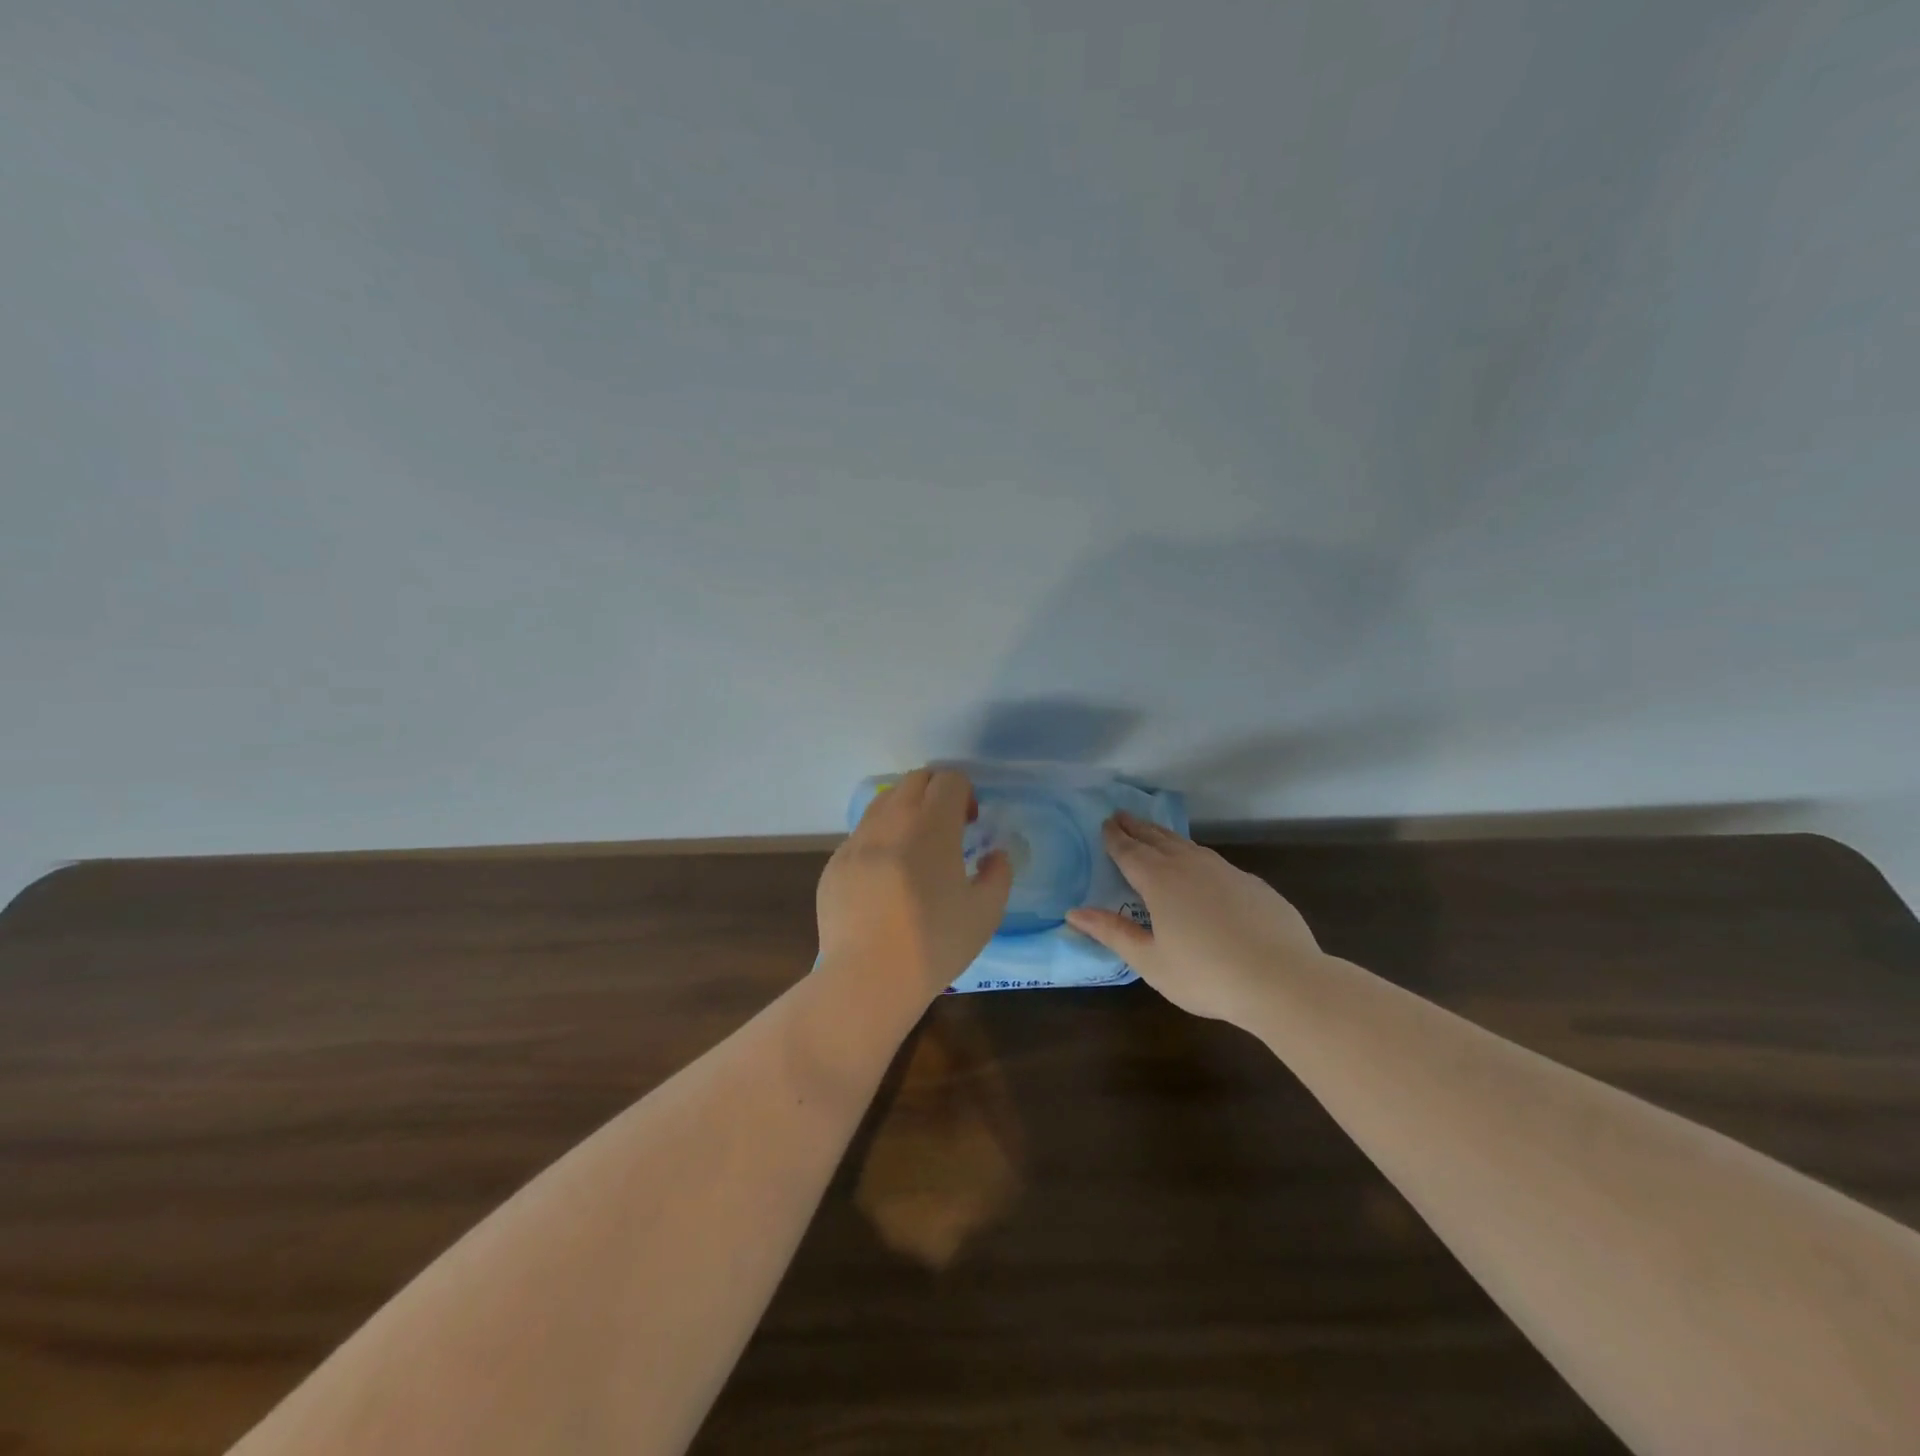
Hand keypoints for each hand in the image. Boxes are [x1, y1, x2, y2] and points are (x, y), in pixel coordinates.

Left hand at [816, 767, 1013, 1002]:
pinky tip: (886, 881)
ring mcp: (857, 841)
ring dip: (905, 812)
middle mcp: (891, 821)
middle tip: (947, 829)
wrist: (868, 979)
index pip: (949, 779)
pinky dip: (879, 842)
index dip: (965, 793)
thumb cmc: (935, 944)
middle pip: (914, 780)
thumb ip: (998, 875)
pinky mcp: (834, 864)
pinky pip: (861, 836)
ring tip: (915, 850)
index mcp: (932, 826)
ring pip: (883, 803)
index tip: (970, 823)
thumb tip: (994, 856)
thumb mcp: (986, 913)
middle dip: (935, 793)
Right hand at [1067, 812, 1322, 1023]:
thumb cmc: (1207, 975)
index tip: (1105, 823)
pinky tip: (1199, 867)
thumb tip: (1074, 912)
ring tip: (1154, 832)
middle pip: (1157, 839)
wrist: (1283, 980)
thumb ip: (1113, 932)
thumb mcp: (1150, 960)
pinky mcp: (1252, 884)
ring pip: (1187, 846)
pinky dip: (1195, 856)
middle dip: (1137, 827)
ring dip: (1165, 836)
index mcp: (1160, 881)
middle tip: (1121, 815)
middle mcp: (1190, 866)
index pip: (1129, 851)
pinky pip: (1213, 862)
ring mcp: (1225, 871)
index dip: (1114, 837)